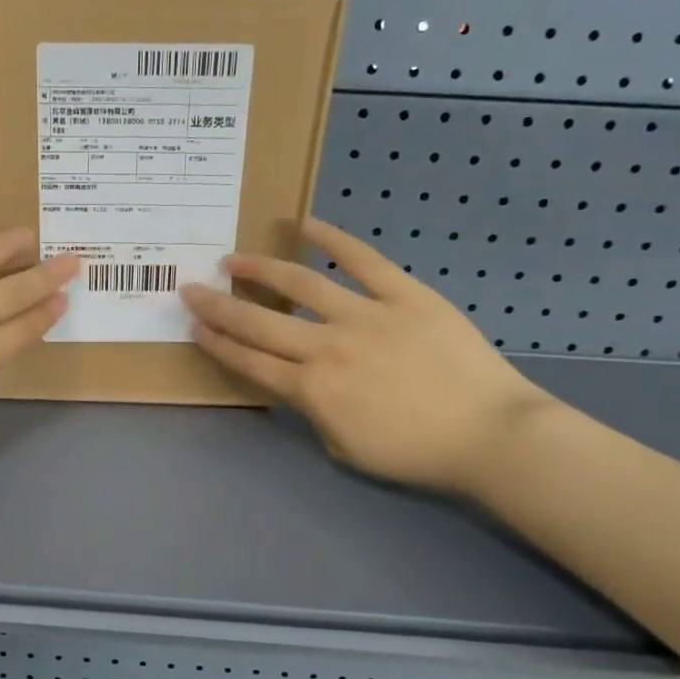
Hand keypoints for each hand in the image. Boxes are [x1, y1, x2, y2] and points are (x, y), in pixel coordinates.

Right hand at [181, 218, 551, 495]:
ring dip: (259, 269)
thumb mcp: (346, 448)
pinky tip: (304, 225)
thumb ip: (312, 411)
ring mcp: (365, 315)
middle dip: (218, 306)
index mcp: (312, 390)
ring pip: (299, 284)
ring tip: (232, 259)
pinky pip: (362, 260)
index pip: (249, 361)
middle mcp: (327, 347)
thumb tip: (300, 382)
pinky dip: (332, 240)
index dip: (216, 343)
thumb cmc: (416, 453)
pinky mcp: (404, 295)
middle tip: (189, 288)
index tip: (192, 325)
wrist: (490, 434)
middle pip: (258, 322)